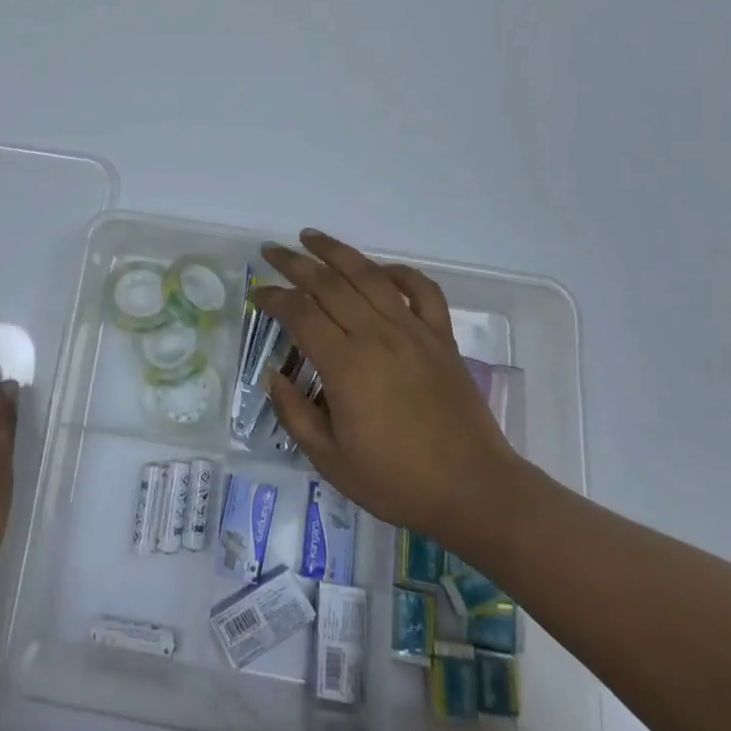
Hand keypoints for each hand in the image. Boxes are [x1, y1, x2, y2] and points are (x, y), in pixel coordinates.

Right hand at [255, 231, 524, 549]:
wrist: (474, 492)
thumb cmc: (397, 482)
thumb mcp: (330, 461)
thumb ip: (294, 414)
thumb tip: (274, 374)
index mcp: (345, 365)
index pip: (299, 313)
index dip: (272, 298)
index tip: (256, 294)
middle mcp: (377, 335)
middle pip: (328, 283)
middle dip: (294, 263)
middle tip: (271, 251)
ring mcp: (413, 332)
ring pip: (370, 276)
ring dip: (337, 252)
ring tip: (311, 237)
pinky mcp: (441, 338)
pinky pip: (422, 290)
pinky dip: (400, 273)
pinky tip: (381, 270)